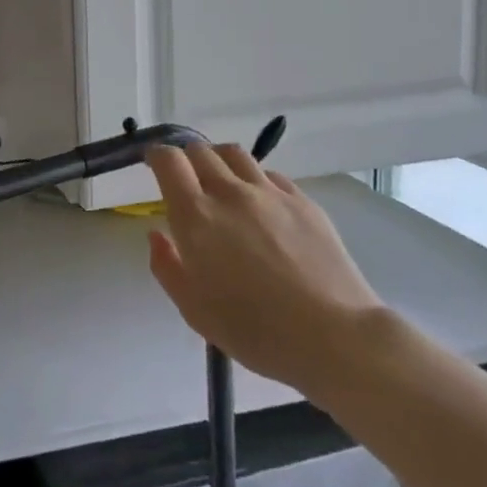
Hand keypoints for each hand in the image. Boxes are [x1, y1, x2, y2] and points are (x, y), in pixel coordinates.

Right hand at [145, 143, 384, 394]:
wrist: (334, 337)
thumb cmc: (254, 330)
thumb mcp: (193, 309)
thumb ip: (166, 266)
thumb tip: (158, 235)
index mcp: (196, 216)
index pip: (169, 161)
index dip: (156, 156)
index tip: (153, 165)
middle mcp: (231, 193)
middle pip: (201, 150)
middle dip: (185, 157)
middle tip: (185, 178)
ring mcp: (271, 193)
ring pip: (235, 154)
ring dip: (219, 160)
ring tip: (221, 180)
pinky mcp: (304, 202)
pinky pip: (270, 175)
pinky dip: (255, 179)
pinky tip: (260, 203)